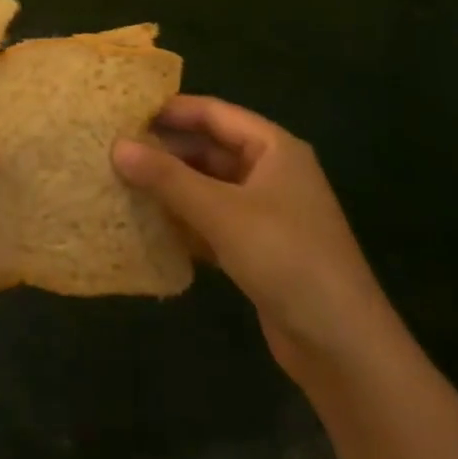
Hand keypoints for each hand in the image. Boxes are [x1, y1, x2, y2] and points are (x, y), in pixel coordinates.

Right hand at [113, 96, 397, 388]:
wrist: (344, 348)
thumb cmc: (286, 258)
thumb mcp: (222, 212)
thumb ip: (167, 178)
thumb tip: (116, 145)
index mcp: (273, 148)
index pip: (213, 113)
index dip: (170, 110)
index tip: (123, 112)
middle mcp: (271, 172)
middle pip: (210, 149)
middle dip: (166, 151)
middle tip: (114, 150)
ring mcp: (266, 212)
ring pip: (209, 186)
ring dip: (172, 187)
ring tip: (121, 182)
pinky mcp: (258, 249)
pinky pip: (213, 221)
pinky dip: (184, 220)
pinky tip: (149, 225)